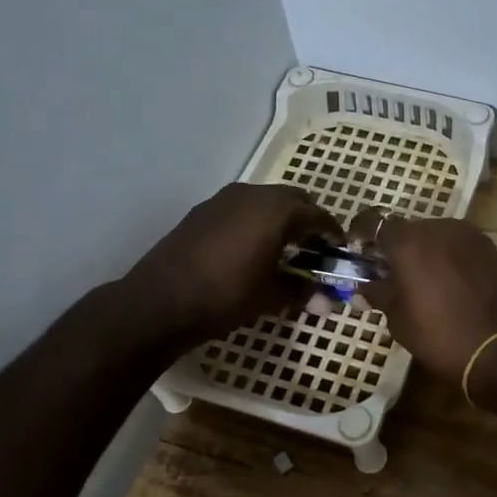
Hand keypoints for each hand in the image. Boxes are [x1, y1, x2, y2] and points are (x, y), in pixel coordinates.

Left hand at [121, 183, 341, 346]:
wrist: (158, 302)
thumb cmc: (225, 296)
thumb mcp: (271, 297)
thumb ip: (302, 291)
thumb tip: (327, 301)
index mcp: (278, 210)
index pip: (318, 215)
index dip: (332, 234)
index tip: (338, 251)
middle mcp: (254, 194)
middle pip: (294, 199)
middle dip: (307, 221)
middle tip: (312, 249)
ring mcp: (224, 199)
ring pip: (265, 201)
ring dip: (279, 219)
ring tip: (281, 250)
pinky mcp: (202, 210)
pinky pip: (241, 208)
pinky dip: (254, 222)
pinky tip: (248, 249)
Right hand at [358, 212, 496, 386]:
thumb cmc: (439, 336)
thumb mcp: (398, 320)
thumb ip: (379, 293)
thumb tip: (365, 285)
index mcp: (409, 242)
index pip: (374, 221)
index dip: (362, 234)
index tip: (359, 251)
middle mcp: (438, 228)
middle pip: (408, 229)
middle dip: (397, 247)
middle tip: (393, 275)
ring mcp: (469, 235)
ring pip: (436, 235)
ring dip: (425, 251)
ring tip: (425, 281)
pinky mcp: (491, 247)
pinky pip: (460, 245)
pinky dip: (450, 257)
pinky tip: (452, 283)